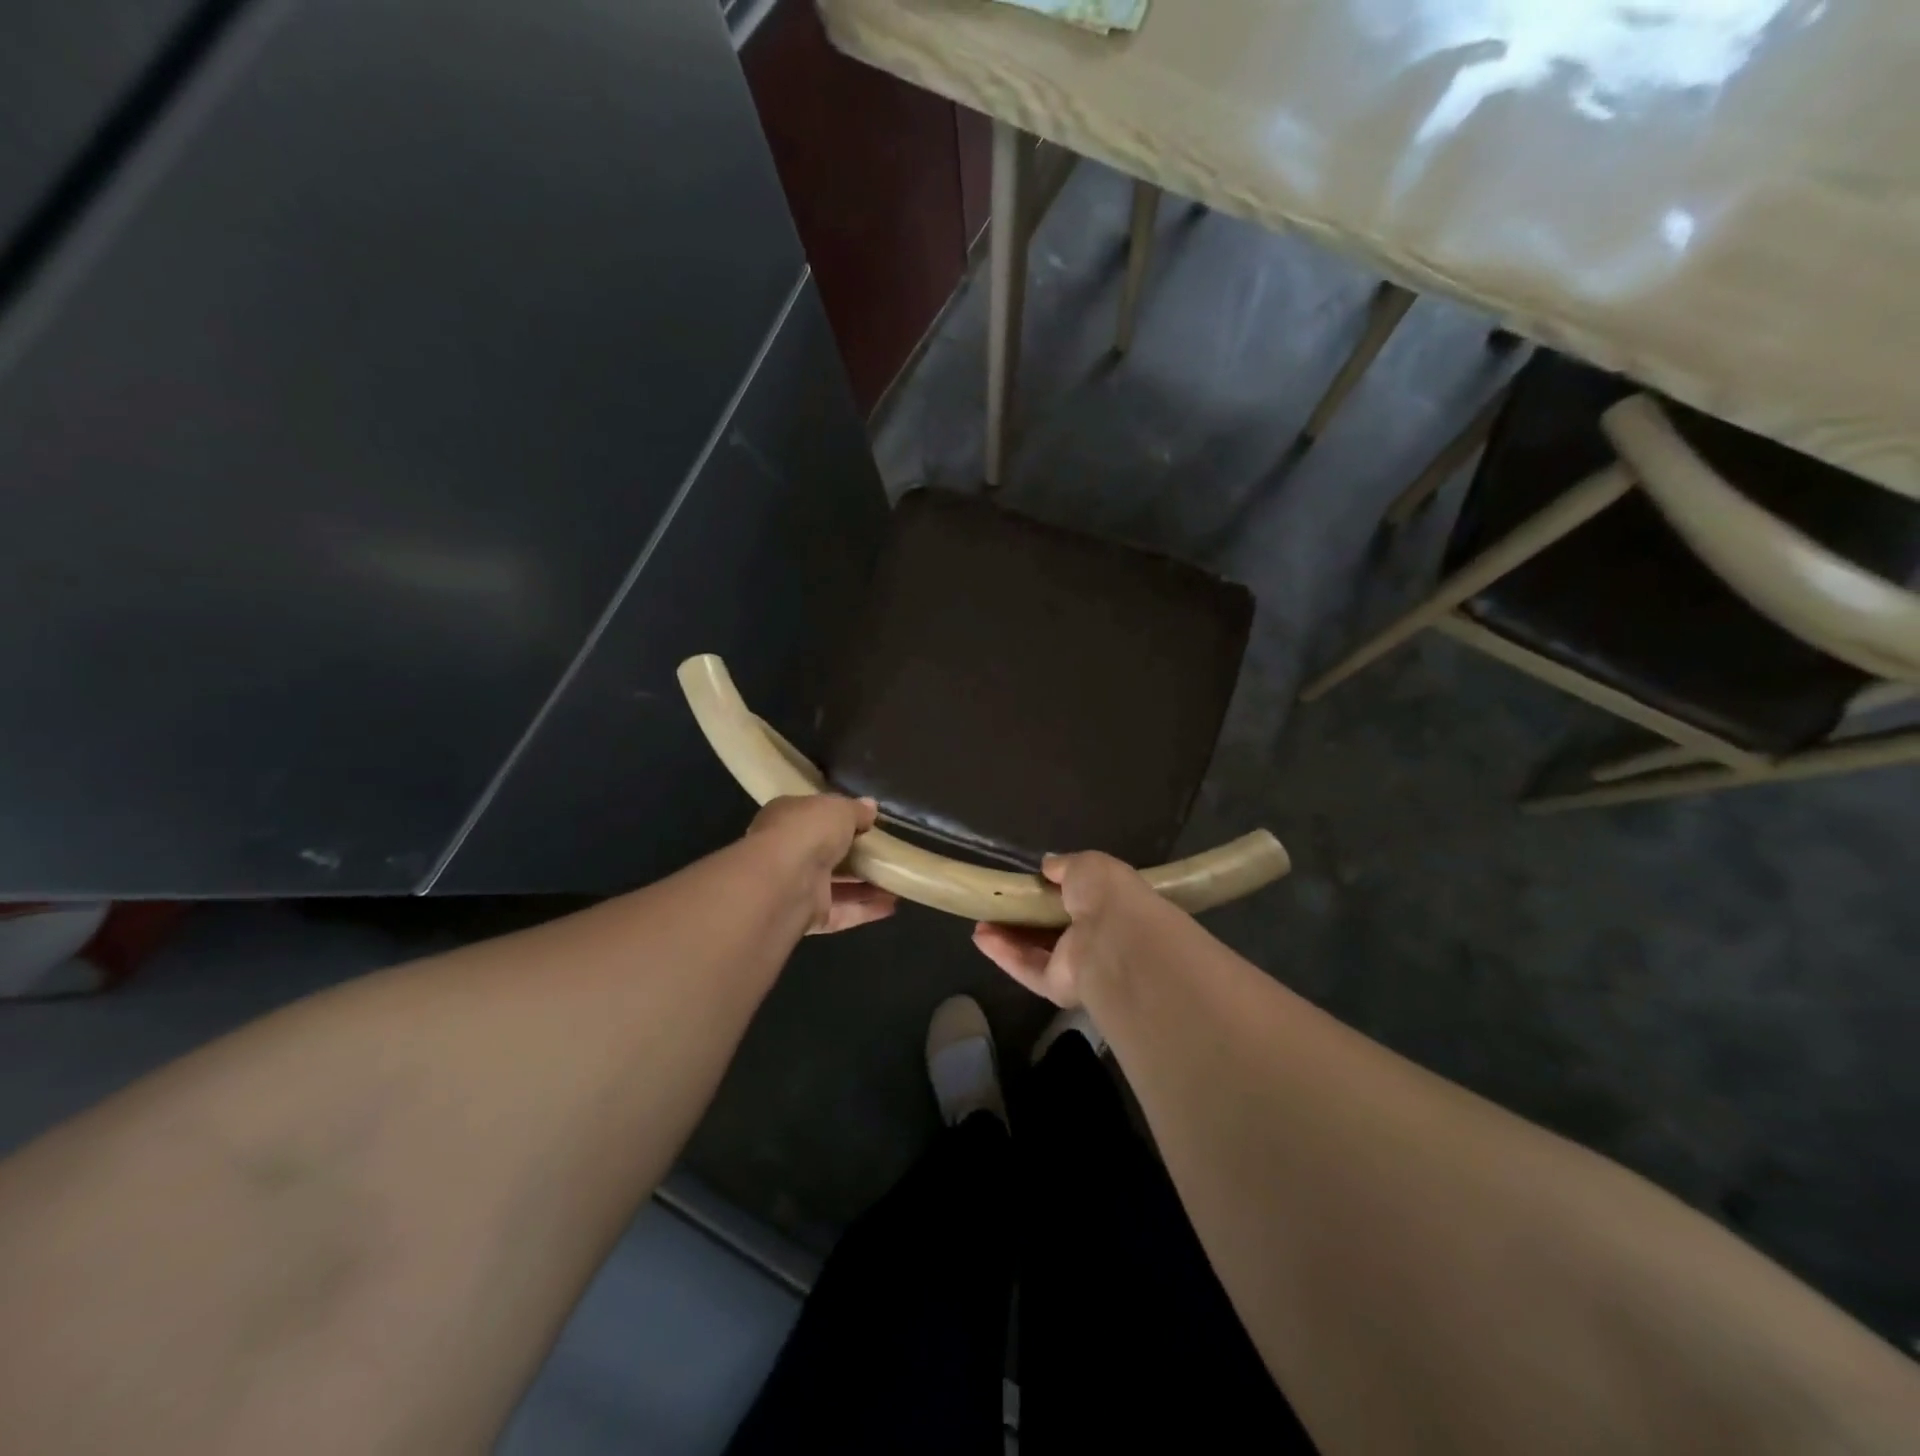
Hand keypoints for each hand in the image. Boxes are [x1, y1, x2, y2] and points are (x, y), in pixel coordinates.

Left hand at [745, 795, 897, 934]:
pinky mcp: (808, 917)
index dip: (839, 819)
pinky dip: (865, 910)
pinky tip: (892, 905)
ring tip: (898, 881)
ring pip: (836, 887)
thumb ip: (857, 810)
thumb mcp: (839, 808)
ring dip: (866, 886)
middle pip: (827, 854)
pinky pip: (841, 912)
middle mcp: (787, 853)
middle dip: (856, 857)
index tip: (866, 823)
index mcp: (786, 819)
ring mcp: (797, 888)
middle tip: (887, 854)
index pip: (814, 817)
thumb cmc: (809, 830)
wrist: (786, 880)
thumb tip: (871, 807)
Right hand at [971, 852, 1155, 1006]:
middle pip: (1053, 929)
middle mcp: (1096, 938)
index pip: (1080, 900)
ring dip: (1007, 937)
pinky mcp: (1058, 987)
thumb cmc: (1108, 895)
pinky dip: (1004, 954)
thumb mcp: (1087, 865)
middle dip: (1024, 918)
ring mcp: (1077, 966)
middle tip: (997, 904)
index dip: (1053, 891)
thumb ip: (1064, 865)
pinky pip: (1027, 969)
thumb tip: (1047, 864)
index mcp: (1110, 907)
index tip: (1028, 883)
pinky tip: (980, 937)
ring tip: (980, 921)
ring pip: (1036, 951)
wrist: (1116, 941)